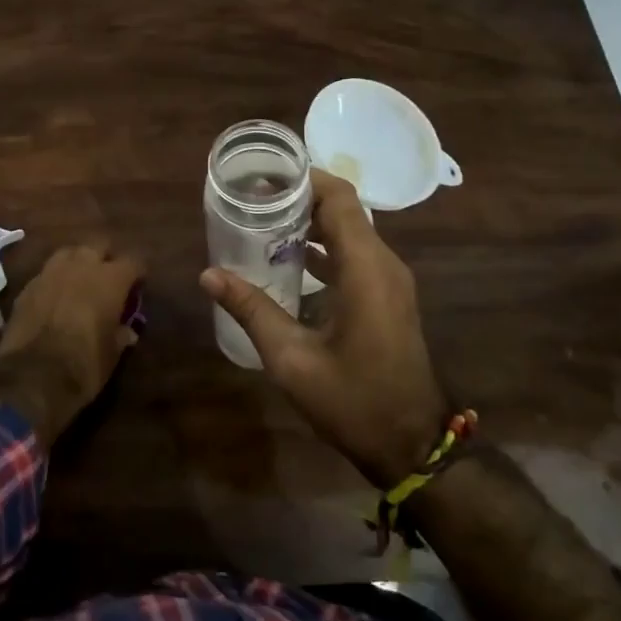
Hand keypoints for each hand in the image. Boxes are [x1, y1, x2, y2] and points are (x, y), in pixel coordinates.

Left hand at [0, 244, 144, 447]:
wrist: (32, 378)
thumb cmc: (84, 366)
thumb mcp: (112, 355)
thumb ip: (121, 335)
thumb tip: (127, 331)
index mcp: (109, 280)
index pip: (133, 261)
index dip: (137, 272)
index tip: (138, 284)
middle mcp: (81, 267)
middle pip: (98, 245)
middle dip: (106, 257)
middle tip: (108, 278)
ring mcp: (50, 272)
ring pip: (69, 253)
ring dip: (78, 263)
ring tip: (80, 282)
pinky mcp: (27, 286)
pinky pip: (47, 273)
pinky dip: (55, 280)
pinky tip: (55, 298)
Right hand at [201, 169, 446, 487]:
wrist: (412, 445)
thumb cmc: (354, 401)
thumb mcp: (292, 359)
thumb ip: (252, 310)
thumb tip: (209, 274)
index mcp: (366, 269)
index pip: (338, 198)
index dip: (303, 178)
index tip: (262, 175)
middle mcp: (384, 264)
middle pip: (343, 209)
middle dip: (298, 197)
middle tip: (251, 198)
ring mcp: (390, 281)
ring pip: (350, 231)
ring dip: (310, 222)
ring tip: (262, 223)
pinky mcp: (388, 297)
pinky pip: (356, 254)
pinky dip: (324, 247)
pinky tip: (289, 261)